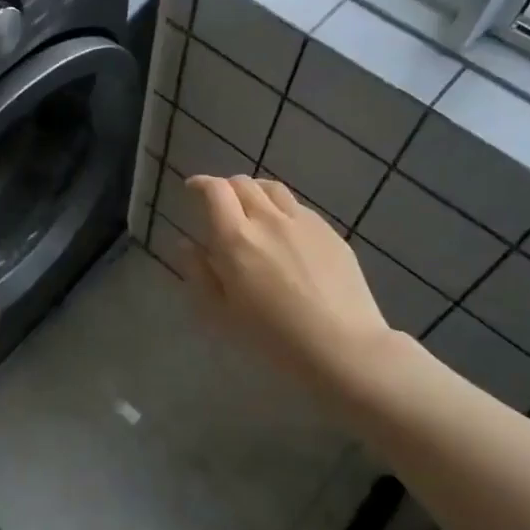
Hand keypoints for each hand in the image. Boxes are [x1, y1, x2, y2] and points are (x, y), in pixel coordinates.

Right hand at [185, 175, 395, 391]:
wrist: (343, 346)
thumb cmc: (272, 338)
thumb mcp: (221, 314)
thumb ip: (199, 273)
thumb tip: (187, 244)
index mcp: (236, 238)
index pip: (214, 191)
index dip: (200, 184)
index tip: (192, 189)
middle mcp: (268, 219)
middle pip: (242, 183)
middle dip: (225, 188)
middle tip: (219, 206)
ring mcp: (302, 222)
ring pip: (272, 189)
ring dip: (254, 192)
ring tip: (251, 208)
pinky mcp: (329, 231)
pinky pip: (298, 207)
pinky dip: (281, 209)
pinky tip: (284, 232)